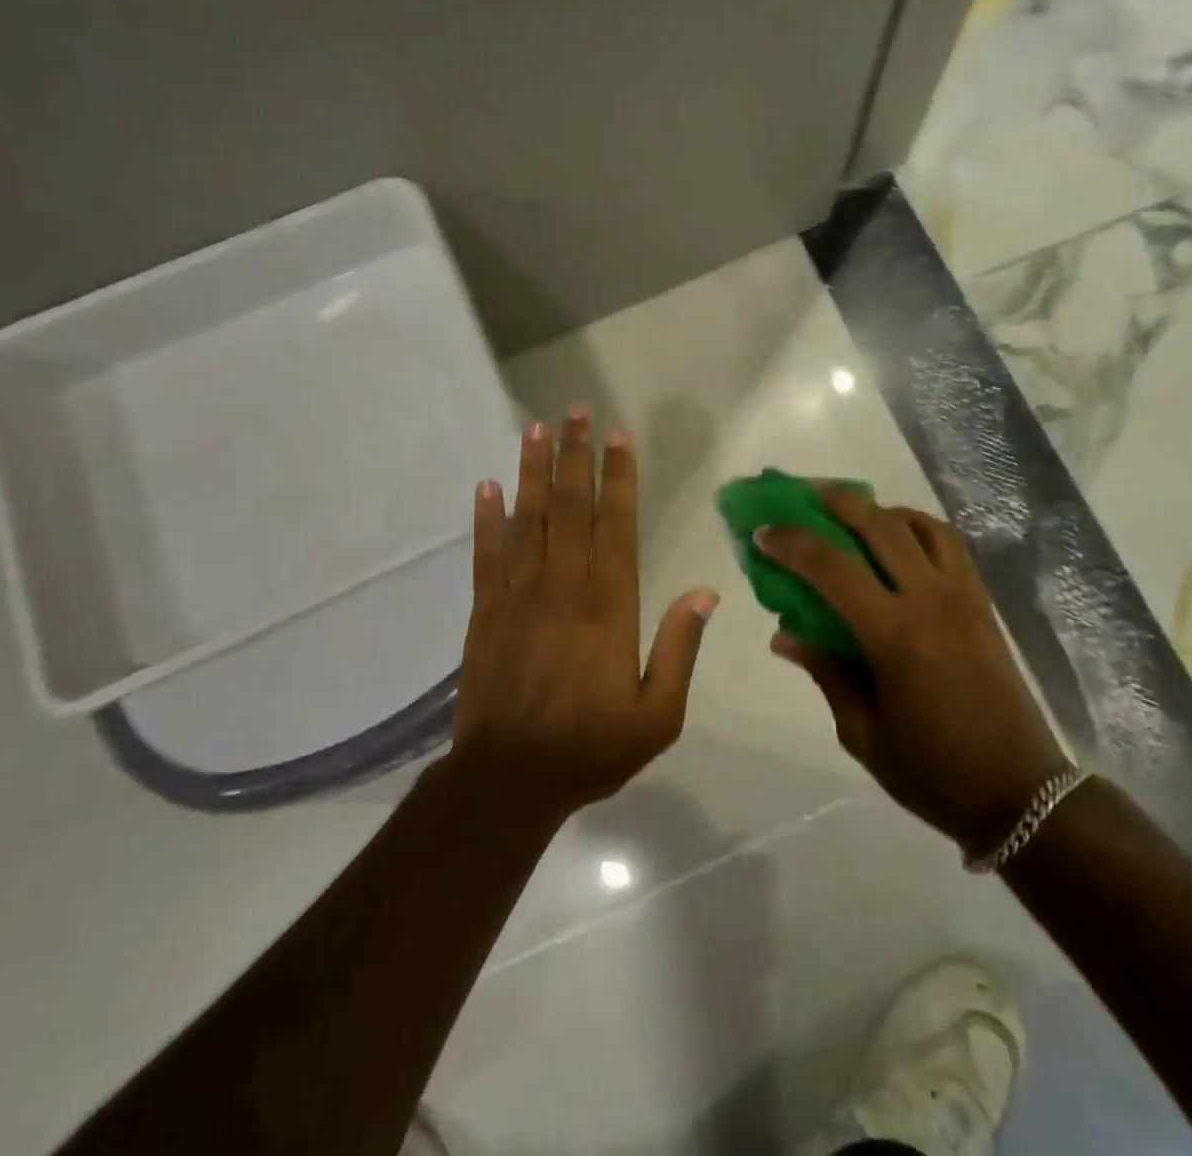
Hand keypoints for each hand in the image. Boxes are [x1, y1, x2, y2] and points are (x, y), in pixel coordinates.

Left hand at [449, 408, 718, 823]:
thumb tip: (706, 592)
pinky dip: (487, 518)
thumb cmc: (591, 748)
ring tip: (536, 428)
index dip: (619, 477)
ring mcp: (518, 594)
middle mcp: (563, 586)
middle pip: (571, 507)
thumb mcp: (657, 714)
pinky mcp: (485, 611)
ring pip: (528, 519)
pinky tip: (487, 487)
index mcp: (609, 605)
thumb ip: (680, 648)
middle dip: (575, 456)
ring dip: (533, 471)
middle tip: (576, 412)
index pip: (616, 525)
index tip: (619, 437)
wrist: (509, 780)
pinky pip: (486, 554)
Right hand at [756, 487, 1070, 856]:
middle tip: (805, 497)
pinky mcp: (984, 604)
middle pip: (879, 525)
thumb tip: (785, 635)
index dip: (791, 543)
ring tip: (854, 516)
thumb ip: (826, 672)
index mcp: (894, 634)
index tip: (763, 532)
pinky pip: (950, 545)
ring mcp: (963, 597)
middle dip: (836, 502)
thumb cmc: (933, 771)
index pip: (832, 567)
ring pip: (920, 524)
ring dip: (881, 510)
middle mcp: (930, 600)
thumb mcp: (862, 732)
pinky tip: (900, 543)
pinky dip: (919, 528)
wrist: (1020, 793)